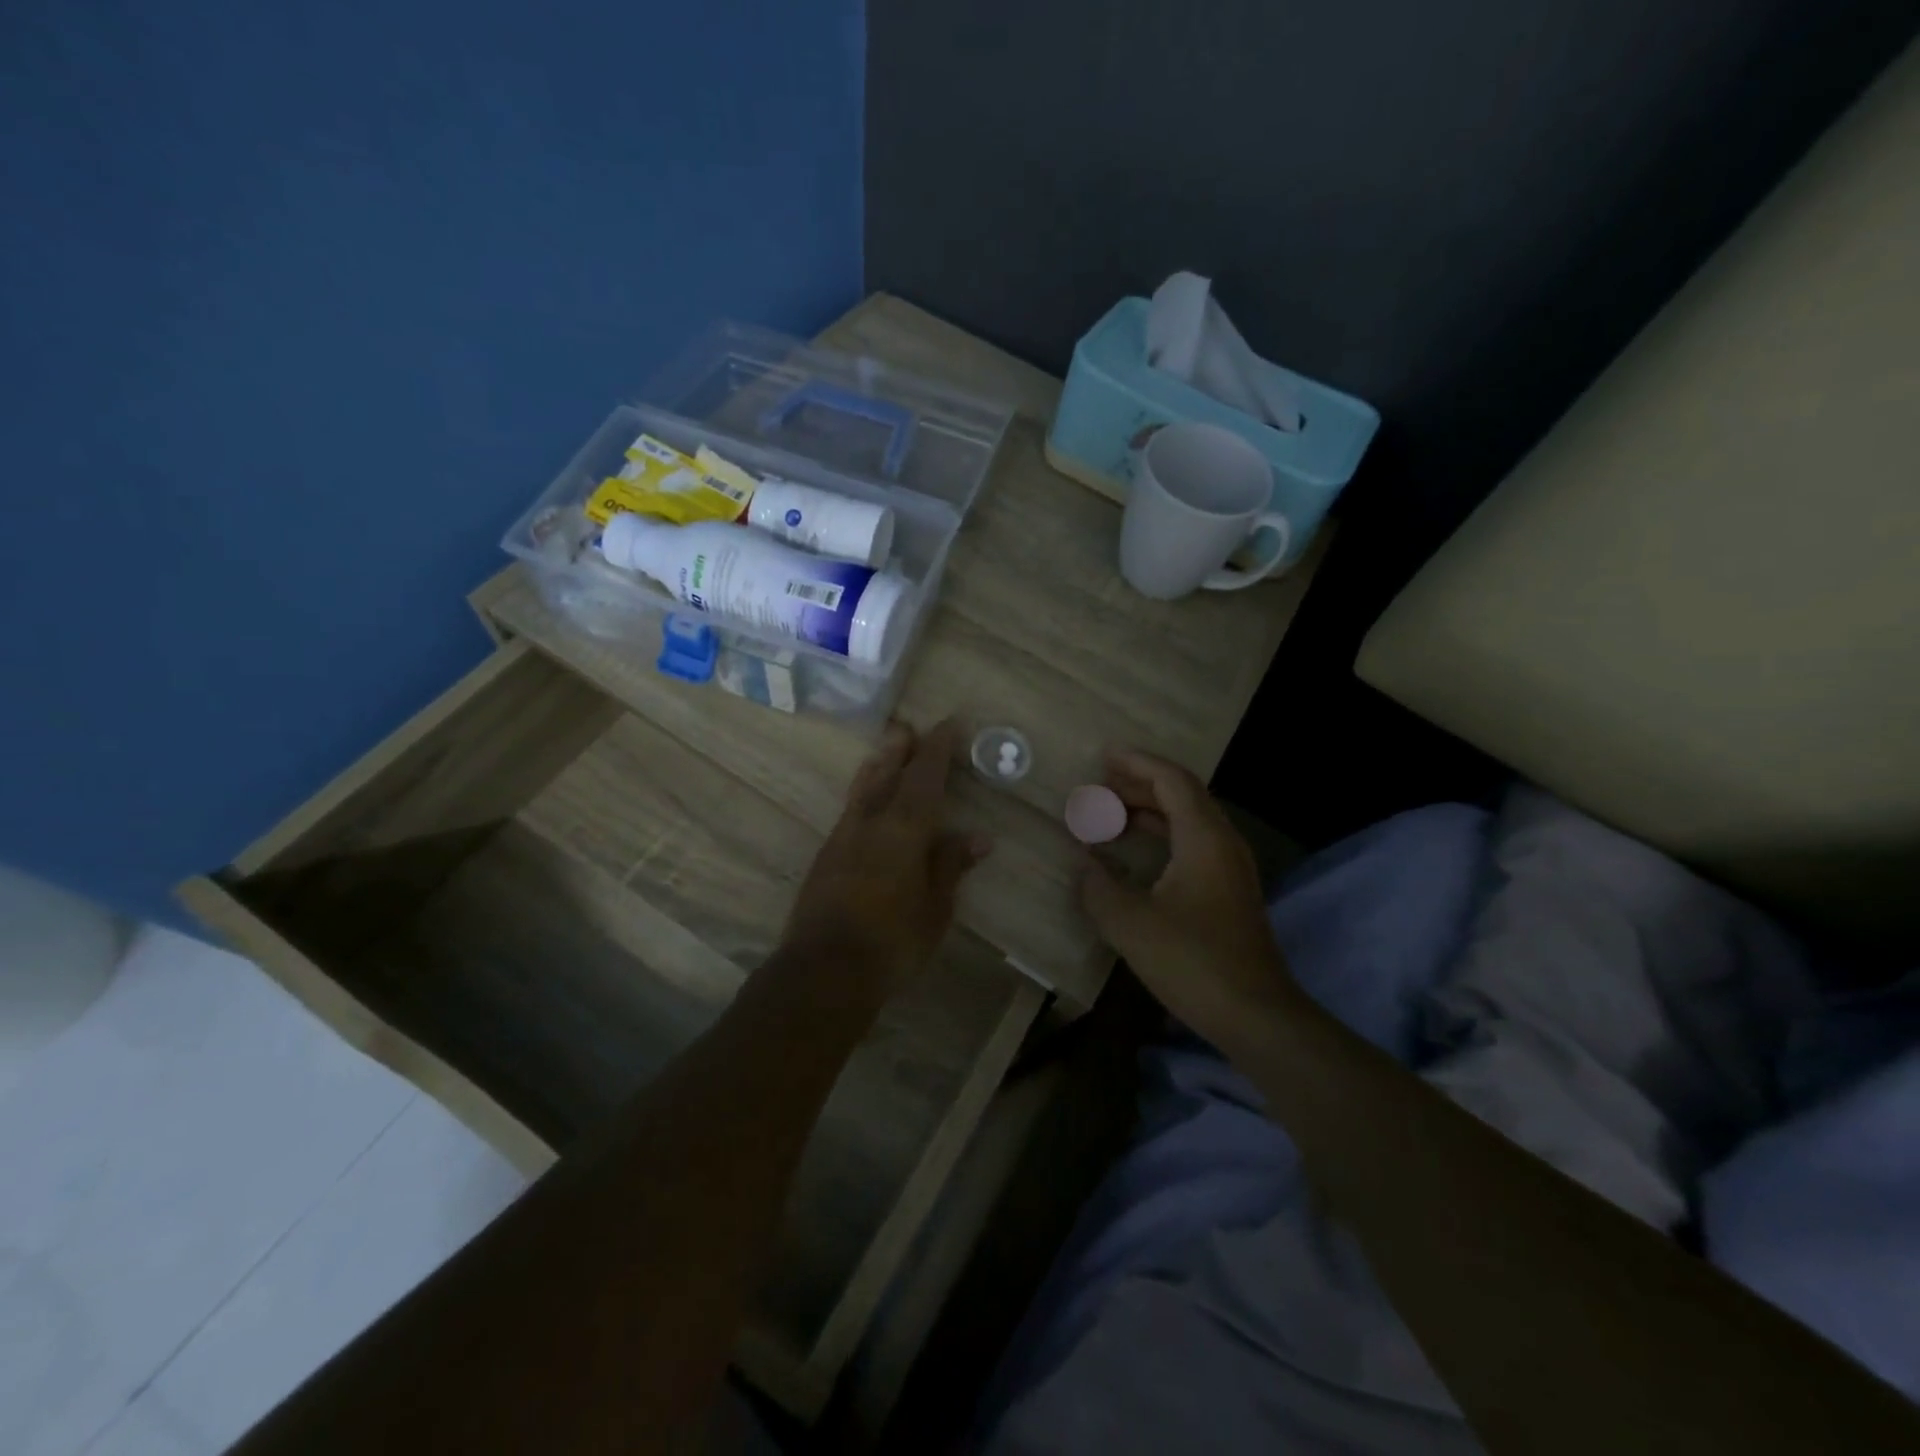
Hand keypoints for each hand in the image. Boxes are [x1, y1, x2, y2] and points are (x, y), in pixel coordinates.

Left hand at [779, 719, 990, 992]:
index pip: (924, 777)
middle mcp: (870, 823)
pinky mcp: (826, 856)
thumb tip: (978, 836)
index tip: (948, 724)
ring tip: (885, 751)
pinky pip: (850, 811)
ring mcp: (842, 838)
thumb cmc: (893, 941)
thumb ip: (950, 866)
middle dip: (899, 749)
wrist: (824, 970)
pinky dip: (864, 795)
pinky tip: (866, 803)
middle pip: (885, 773)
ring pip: (862, 789)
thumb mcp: (935, 907)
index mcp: (904, 829)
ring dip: (876, 766)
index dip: (937, 749)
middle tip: (907, 726)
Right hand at [1080, 749, 1300, 1045]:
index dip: (1137, 763)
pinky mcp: (1229, 892)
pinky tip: (1137, 852)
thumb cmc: (1192, 961)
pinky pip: (1193, 844)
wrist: (1255, 1014)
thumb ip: (1098, 887)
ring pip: (1189, 820)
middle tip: (1098, 787)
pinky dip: (1162, 835)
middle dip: (1139, 785)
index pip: (1171, 780)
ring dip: (1150, 811)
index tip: (1104, 755)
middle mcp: (1223, 843)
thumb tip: (1082, 864)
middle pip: (1183, 795)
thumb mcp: (1131, 923)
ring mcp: (1231, 868)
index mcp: (1204, 838)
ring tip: (1110, 814)